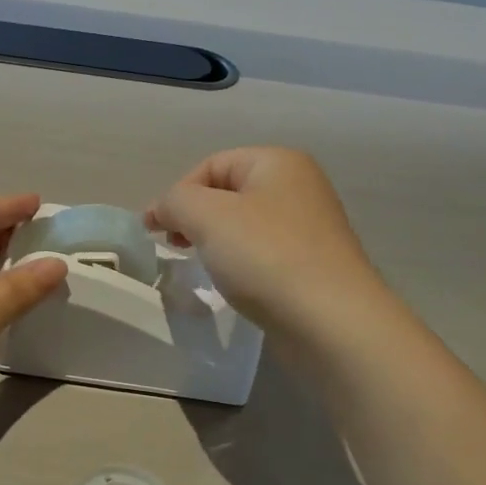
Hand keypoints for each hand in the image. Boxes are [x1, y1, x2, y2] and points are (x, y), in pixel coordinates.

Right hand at [147, 148, 384, 341]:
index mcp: (278, 162)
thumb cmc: (266, 256)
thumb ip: (175, 201)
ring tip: (201, 266)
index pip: (211, 164)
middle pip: (228, 193)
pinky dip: (239, 262)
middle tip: (174, 246)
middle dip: (194, 217)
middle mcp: (298, 187)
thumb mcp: (207, 216)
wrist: (331, 321)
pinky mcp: (312, 265)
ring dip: (214, 241)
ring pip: (244, 225)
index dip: (177, 193)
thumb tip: (162, 210)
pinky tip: (232, 283)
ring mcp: (309, 227)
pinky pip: (262, 253)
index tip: (154, 230)